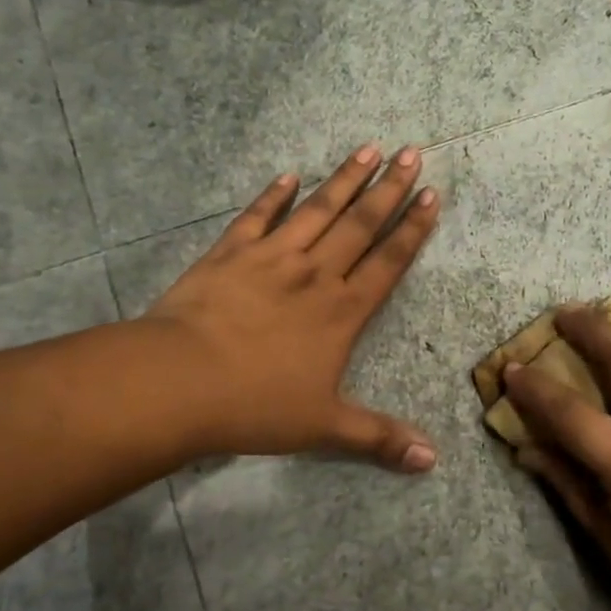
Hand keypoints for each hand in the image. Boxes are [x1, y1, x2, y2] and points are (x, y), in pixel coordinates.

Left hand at [145, 144, 439, 470]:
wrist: (178, 381)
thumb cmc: (255, 405)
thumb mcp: (323, 428)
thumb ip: (378, 438)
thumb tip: (431, 461)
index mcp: (342, 312)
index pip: (388, 262)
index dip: (412, 229)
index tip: (431, 196)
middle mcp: (314, 274)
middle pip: (359, 224)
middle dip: (389, 188)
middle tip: (412, 153)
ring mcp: (271, 258)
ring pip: (316, 210)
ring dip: (344, 178)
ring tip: (368, 148)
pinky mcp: (229, 254)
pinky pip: (257, 217)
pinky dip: (273, 195)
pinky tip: (288, 175)